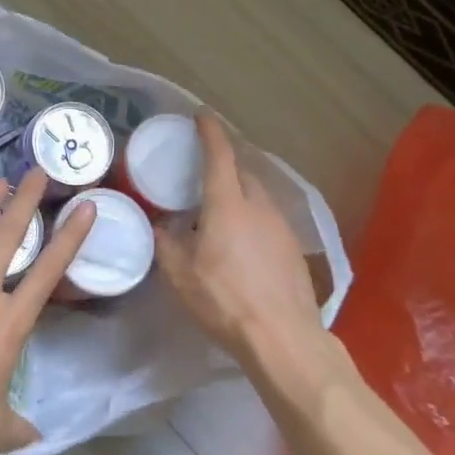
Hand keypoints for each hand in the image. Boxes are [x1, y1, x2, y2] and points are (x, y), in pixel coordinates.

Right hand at [155, 111, 320, 364]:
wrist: (283, 338)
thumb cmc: (225, 300)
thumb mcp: (180, 275)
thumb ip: (166, 244)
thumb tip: (160, 227)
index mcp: (228, 203)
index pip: (219, 154)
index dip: (209, 131)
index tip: (201, 115)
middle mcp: (258, 206)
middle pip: (241, 171)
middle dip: (224, 163)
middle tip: (203, 169)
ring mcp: (281, 226)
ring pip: (258, 195)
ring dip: (239, 191)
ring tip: (220, 207)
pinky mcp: (294, 248)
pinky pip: (268, 218)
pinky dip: (253, 216)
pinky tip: (242, 240)